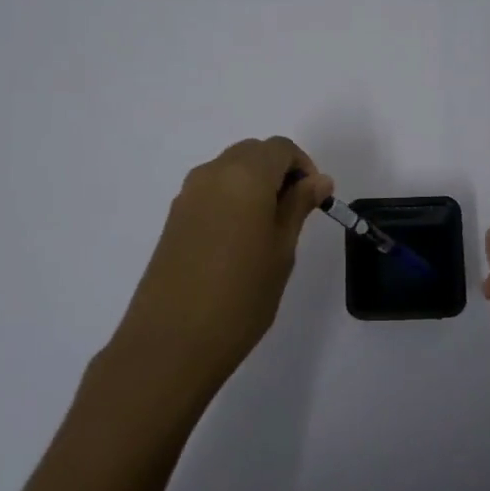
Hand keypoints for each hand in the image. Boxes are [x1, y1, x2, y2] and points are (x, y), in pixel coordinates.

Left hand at [115, 138, 333, 398]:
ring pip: (230, 171)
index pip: (281, 148)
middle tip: (295, 213)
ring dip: (254, 185)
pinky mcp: (173, 218)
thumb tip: (318, 180)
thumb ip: (299, 206)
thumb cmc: (241, 295)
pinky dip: (232, 201)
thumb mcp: (282, 249)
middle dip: (279, 172)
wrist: (171, 342)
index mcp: (245, 174)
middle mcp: (213, 173)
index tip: (314, 200)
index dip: (303, 167)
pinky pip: (211, 192)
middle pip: (253, 153)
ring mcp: (188, 195)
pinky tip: (238, 242)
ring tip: (268, 230)